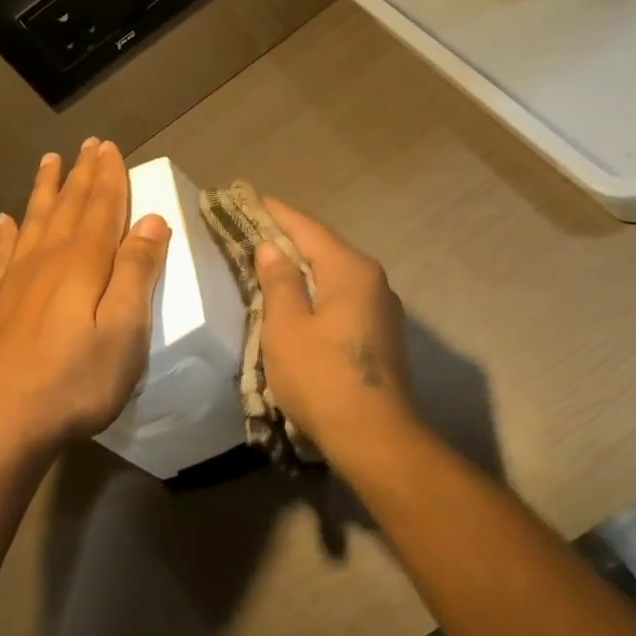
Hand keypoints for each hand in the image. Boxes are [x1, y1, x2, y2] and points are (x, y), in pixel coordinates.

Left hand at [0, 139, 171, 454]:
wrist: (3, 418)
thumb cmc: (77, 378)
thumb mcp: (125, 329)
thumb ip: (137, 272)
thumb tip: (151, 220)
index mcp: (84, 262)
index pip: (101, 207)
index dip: (108, 177)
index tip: (109, 147)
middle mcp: (48, 260)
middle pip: (68, 207)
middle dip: (80, 175)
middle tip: (86, 144)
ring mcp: (17, 281)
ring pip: (34, 222)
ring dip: (45, 191)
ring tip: (48, 163)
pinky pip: (3, 255)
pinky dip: (6, 234)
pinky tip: (3, 221)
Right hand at [254, 197, 418, 460]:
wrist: (375, 437)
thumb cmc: (321, 377)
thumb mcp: (286, 327)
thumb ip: (279, 282)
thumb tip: (272, 248)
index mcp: (350, 270)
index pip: (308, 228)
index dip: (277, 213)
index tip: (251, 198)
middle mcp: (373, 280)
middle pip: (325, 249)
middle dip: (290, 239)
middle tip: (253, 231)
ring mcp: (383, 308)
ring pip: (335, 275)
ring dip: (304, 268)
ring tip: (271, 265)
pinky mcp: (382, 334)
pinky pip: (344, 299)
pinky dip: (318, 292)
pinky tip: (300, 303)